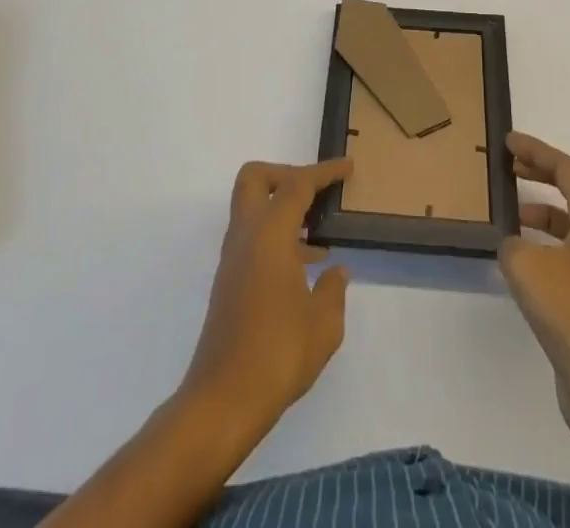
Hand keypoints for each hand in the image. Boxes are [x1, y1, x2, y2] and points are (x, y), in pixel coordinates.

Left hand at [181, 158, 353, 431]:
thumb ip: (334, 290)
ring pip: (252, 209)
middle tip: (316, 195)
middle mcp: (246, 236)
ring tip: (320, 235)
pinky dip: (277, 238)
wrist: (222, 402)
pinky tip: (304, 269)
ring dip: (283, 210)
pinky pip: (253, 239)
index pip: (297, 184)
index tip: (347, 167)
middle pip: (256, 178)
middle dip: (286, 175)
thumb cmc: (278, 354)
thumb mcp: (323, 324)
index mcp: (270, 233)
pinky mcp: (229, 283)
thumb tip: (335, 272)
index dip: (324, 172)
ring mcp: (233, 259)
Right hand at [498, 132, 569, 462]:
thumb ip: (513, 244)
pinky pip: (569, 255)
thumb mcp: (528, 267)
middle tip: (513, 166)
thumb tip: (515, 246)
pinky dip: (546, 246)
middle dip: (546, 173)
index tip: (509, 142)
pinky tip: (521, 262)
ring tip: (511, 213)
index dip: (538, 151)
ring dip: (545, 211)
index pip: (568, 169)